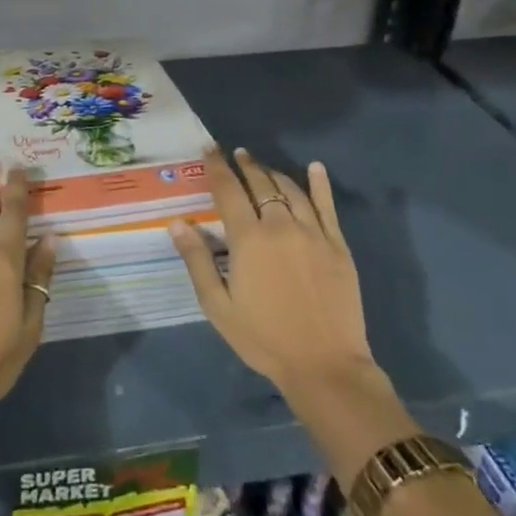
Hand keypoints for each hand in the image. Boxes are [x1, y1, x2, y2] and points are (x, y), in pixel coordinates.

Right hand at [170, 147, 376, 402]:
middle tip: (236, 153)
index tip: (209, 149)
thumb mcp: (218, 306)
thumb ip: (197, 260)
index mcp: (248, 238)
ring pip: (291, 190)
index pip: (228, 189)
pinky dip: (320, 184)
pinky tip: (315, 168)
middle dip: (246, 165)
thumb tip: (177, 222)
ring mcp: (313, 233)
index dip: (217, 166)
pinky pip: (327, 207)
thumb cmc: (264, 338)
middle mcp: (280, 226)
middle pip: (260, 183)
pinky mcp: (338, 246)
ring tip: (262, 166)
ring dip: (273, 173)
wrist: (325, 367)